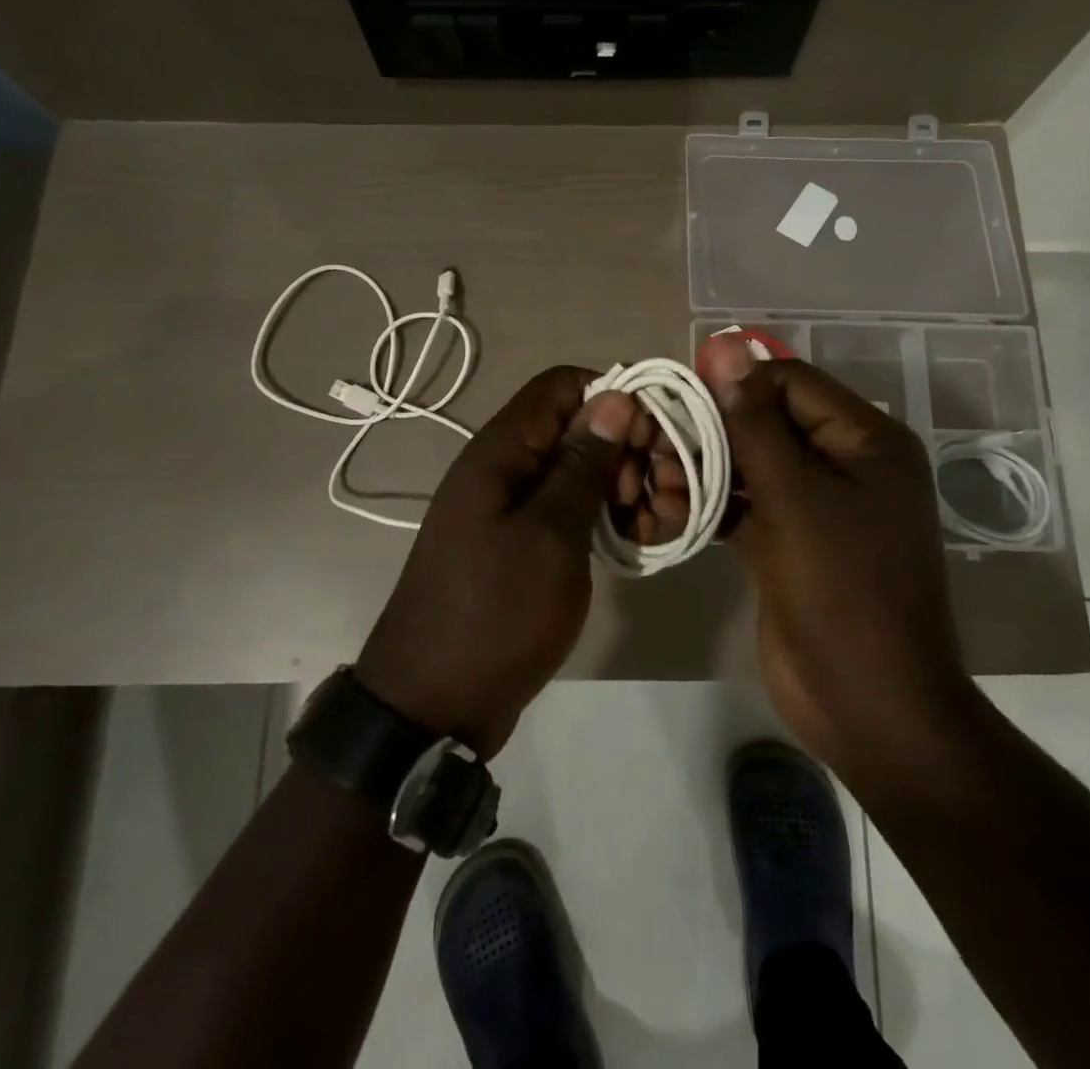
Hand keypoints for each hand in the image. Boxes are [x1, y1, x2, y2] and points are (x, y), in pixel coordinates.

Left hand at [354, 367, 636, 758]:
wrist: (433, 703)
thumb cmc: (495, 612)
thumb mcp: (550, 534)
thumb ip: (582, 463)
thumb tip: (615, 397)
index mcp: (502, 450)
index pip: (563, 385)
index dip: (613, 400)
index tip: (650, 443)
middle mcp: (505, 466)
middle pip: (577, 426)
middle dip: (627, 451)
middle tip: (655, 498)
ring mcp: (512, 506)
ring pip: (579, 470)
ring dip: (623, 488)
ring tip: (650, 528)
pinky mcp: (522, 541)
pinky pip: (569, 508)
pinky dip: (604, 517)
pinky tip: (632, 543)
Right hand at [698, 336, 978, 783]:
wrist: (868, 706)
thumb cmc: (842, 591)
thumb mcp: (795, 497)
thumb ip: (754, 421)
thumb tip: (725, 345)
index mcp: (865, 440)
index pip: (790, 382)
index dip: (733, 384)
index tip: (676, 398)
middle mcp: (844, 464)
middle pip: (766, 422)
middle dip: (710, 433)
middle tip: (654, 448)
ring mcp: (816, 507)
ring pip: (749, 465)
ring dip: (702, 471)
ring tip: (654, 487)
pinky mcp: (789, 543)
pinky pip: (745, 506)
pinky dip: (709, 506)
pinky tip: (666, 512)